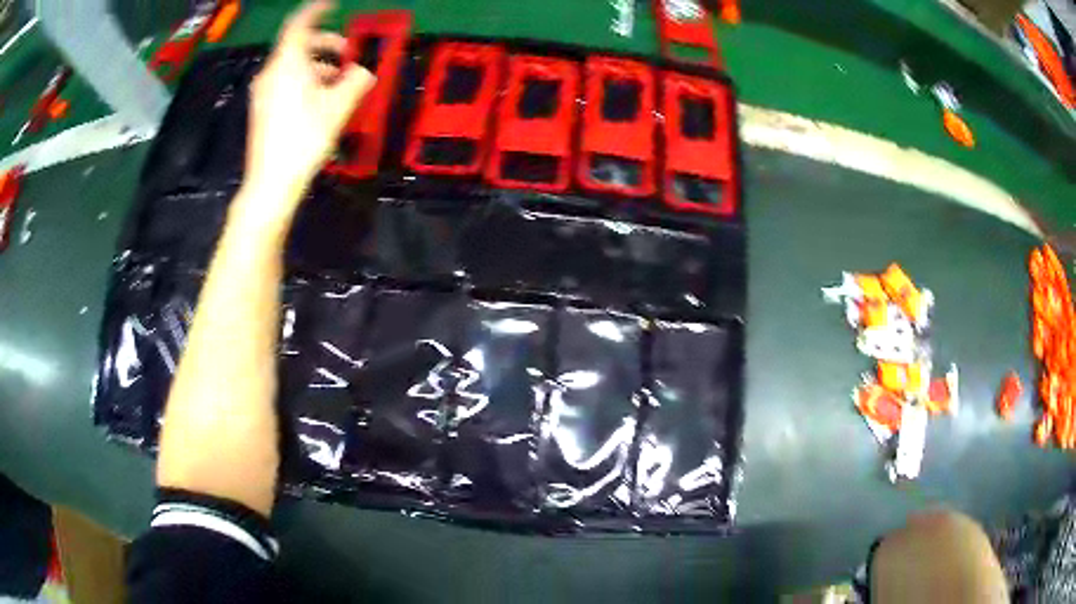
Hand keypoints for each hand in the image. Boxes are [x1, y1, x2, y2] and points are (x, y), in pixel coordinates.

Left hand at [239, 0, 374, 225]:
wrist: (270, 183)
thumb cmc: (304, 139)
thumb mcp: (339, 107)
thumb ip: (356, 81)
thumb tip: (364, 72)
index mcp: (287, 63)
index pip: (300, 23)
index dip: (317, 10)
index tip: (333, 5)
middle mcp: (270, 72)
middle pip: (298, 45)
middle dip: (325, 44)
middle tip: (348, 54)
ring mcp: (263, 92)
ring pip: (292, 65)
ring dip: (317, 66)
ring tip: (338, 83)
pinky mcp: (261, 109)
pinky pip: (284, 82)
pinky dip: (304, 80)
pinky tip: (319, 99)